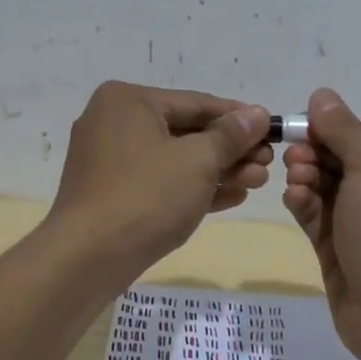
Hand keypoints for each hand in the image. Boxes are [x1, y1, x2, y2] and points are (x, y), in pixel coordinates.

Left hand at [48, 81, 272, 286]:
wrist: (88, 258)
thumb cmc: (146, 196)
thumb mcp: (198, 161)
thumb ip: (230, 135)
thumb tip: (257, 113)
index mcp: (127, 101)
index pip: (196, 102)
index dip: (238, 117)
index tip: (272, 129)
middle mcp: (114, 123)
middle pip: (186, 132)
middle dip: (230, 150)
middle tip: (268, 164)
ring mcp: (109, 161)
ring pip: (175, 160)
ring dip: (218, 171)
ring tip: (258, 183)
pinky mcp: (112, 194)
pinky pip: (160, 182)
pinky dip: (193, 188)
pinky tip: (231, 197)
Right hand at [281, 88, 360, 359]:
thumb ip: (344, 130)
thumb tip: (322, 94)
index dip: (335, 130)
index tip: (306, 125)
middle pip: (344, 162)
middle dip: (316, 154)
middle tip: (295, 156)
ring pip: (327, 190)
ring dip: (307, 178)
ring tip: (295, 180)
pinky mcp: (342, 253)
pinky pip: (318, 219)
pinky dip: (305, 205)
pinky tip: (293, 199)